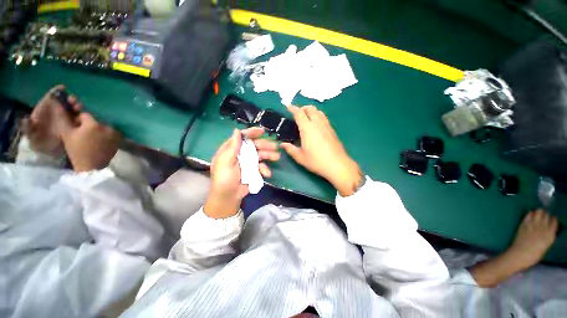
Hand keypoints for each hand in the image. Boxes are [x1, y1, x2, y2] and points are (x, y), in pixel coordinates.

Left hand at [22, 85, 81, 155]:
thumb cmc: (39, 144)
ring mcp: (65, 121)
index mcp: (45, 113)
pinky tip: (83, 117)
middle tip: (74, 101)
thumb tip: (26, 118)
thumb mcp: (31, 136)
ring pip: (72, 110)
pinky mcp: (74, 127)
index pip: (50, 100)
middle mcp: (55, 115)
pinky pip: (79, 119)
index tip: (63, 88)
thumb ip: (28, 127)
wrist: (50, 156)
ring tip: (80, 108)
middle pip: (63, 104)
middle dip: (69, 100)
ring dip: (76, 107)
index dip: (56, 93)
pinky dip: (82, 116)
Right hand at [60, 112, 120, 172]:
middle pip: (95, 120)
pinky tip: (99, 141)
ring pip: (103, 126)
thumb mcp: (67, 133)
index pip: (85, 115)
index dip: (78, 120)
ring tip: (91, 138)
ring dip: (97, 129)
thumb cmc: (77, 150)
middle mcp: (107, 126)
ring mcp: (115, 133)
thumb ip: (64, 118)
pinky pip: (111, 132)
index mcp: (94, 124)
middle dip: (88, 124)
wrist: (91, 166)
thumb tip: (60, 105)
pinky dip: (105, 134)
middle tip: (83, 133)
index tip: (75, 127)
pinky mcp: (119, 139)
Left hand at [204, 127, 279, 218]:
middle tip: (275, 146)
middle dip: (265, 145)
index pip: (242, 137)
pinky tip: (267, 173)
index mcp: (231, 149)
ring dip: (269, 155)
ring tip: (277, 157)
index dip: (252, 132)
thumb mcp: (225, 162)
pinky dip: (265, 169)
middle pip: (254, 145)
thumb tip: (237, 130)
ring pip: (260, 154)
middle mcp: (240, 153)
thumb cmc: (224, 178)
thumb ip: (232, 147)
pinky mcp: (253, 170)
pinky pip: (261, 166)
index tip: (262, 131)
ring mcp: (248, 162)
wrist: (229, 197)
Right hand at [281, 105, 361, 195]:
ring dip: (311, 111)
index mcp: (307, 128)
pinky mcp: (332, 130)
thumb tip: (283, 144)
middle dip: (302, 108)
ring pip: (318, 111)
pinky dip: (317, 115)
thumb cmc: (317, 161)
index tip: (287, 106)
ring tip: (306, 117)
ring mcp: (326, 125)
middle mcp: (317, 123)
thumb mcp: (300, 157)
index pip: (299, 113)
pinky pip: (323, 117)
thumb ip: (290, 149)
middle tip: (296, 113)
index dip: (292, 108)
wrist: (337, 165)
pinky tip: (315, 125)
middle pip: (310, 108)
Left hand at [506, 209, 557, 269]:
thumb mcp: (546, 245)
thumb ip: (548, 236)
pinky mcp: (524, 223)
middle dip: (545, 214)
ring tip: (537, 216)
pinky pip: (529, 214)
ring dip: (538, 212)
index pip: (554, 220)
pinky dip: (530, 214)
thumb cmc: (533, 254)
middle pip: (546, 214)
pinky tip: (530, 217)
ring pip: (539, 211)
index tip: (550, 221)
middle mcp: (544, 227)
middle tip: (543, 217)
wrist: (520, 255)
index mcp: (550, 234)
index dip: (552, 219)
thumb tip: (549, 229)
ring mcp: (533, 224)